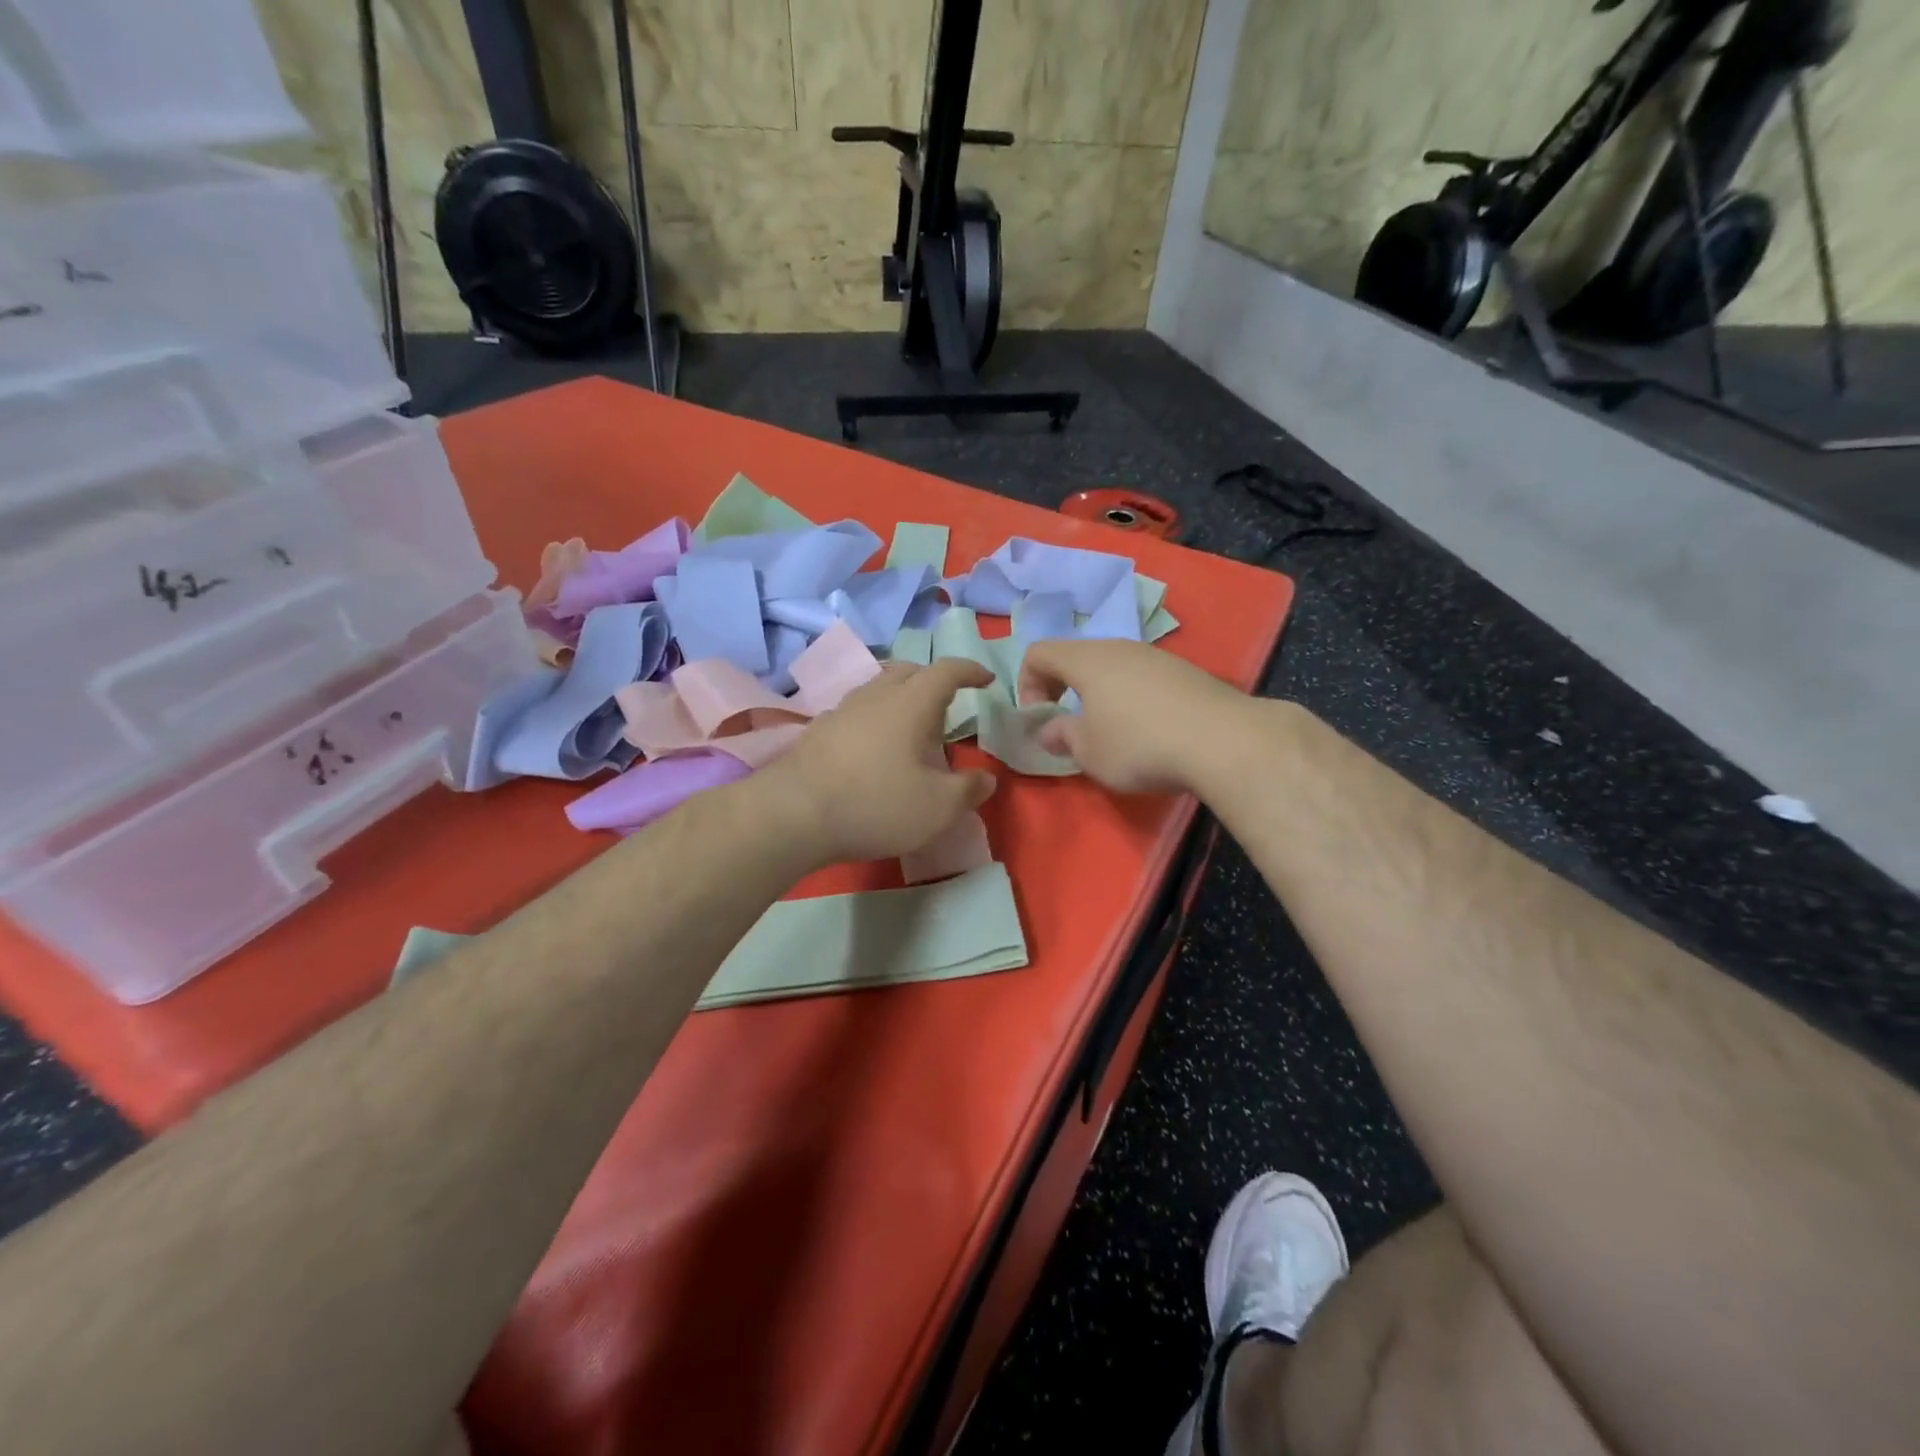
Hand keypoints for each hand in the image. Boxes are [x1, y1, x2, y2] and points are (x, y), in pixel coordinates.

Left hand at [760, 659, 997, 863]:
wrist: (792, 814)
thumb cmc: (875, 804)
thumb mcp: (937, 807)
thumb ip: (969, 790)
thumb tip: (986, 779)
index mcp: (911, 703)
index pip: (947, 671)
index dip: (970, 670)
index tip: (986, 679)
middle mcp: (875, 696)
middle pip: (908, 670)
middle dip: (933, 679)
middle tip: (948, 704)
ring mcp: (841, 711)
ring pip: (878, 688)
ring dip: (901, 697)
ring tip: (912, 726)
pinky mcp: (817, 732)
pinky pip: (856, 711)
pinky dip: (874, 718)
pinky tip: (873, 747)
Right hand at [1016, 639, 1246, 794]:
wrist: (1224, 741)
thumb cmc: (1140, 745)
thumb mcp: (1089, 752)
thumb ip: (1062, 736)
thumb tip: (1049, 730)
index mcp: (1086, 660)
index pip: (1038, 652)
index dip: (1026, 684)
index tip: (1041, 719)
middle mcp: (1119, 647)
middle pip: (1076, 656)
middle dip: (1062, 688)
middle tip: (1068, 724)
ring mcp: (1156, 656)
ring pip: (1112, 666)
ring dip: (1098, 694)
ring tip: (1109, 731)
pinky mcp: (1185, 671)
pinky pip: (1142, 677)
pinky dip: (1130, 697)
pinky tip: (1148, 730)